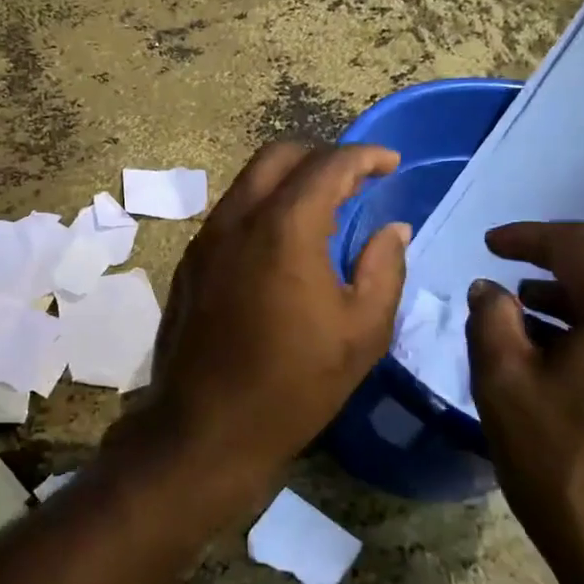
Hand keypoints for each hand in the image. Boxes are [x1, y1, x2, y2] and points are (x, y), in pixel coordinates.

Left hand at [131, 143, 409, 503]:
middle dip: (322, 156)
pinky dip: (264, 207)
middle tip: (356, 179)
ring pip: (249, 182)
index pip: (327, 166)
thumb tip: (392, 230)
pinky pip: (231, 213)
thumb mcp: (361, 332)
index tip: (391, 163)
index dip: (364, 156)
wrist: (206, 427)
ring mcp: (206, 239)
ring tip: (324, 209)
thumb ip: (383, 269)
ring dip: (289, 181)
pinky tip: (284, 243)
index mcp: (284, 229)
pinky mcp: (190, 262)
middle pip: (278, 156)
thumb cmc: (294, 384)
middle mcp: (237, 219)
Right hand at [465, 222, 583, 583]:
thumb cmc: (567, 468)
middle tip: (516, 259)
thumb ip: (491, 321)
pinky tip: (571, 345)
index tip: (489, 244)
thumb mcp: (505, 386)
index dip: (527, 237)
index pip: (578, 244)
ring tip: (532, 303)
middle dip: (566, 249)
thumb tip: (489, 289)